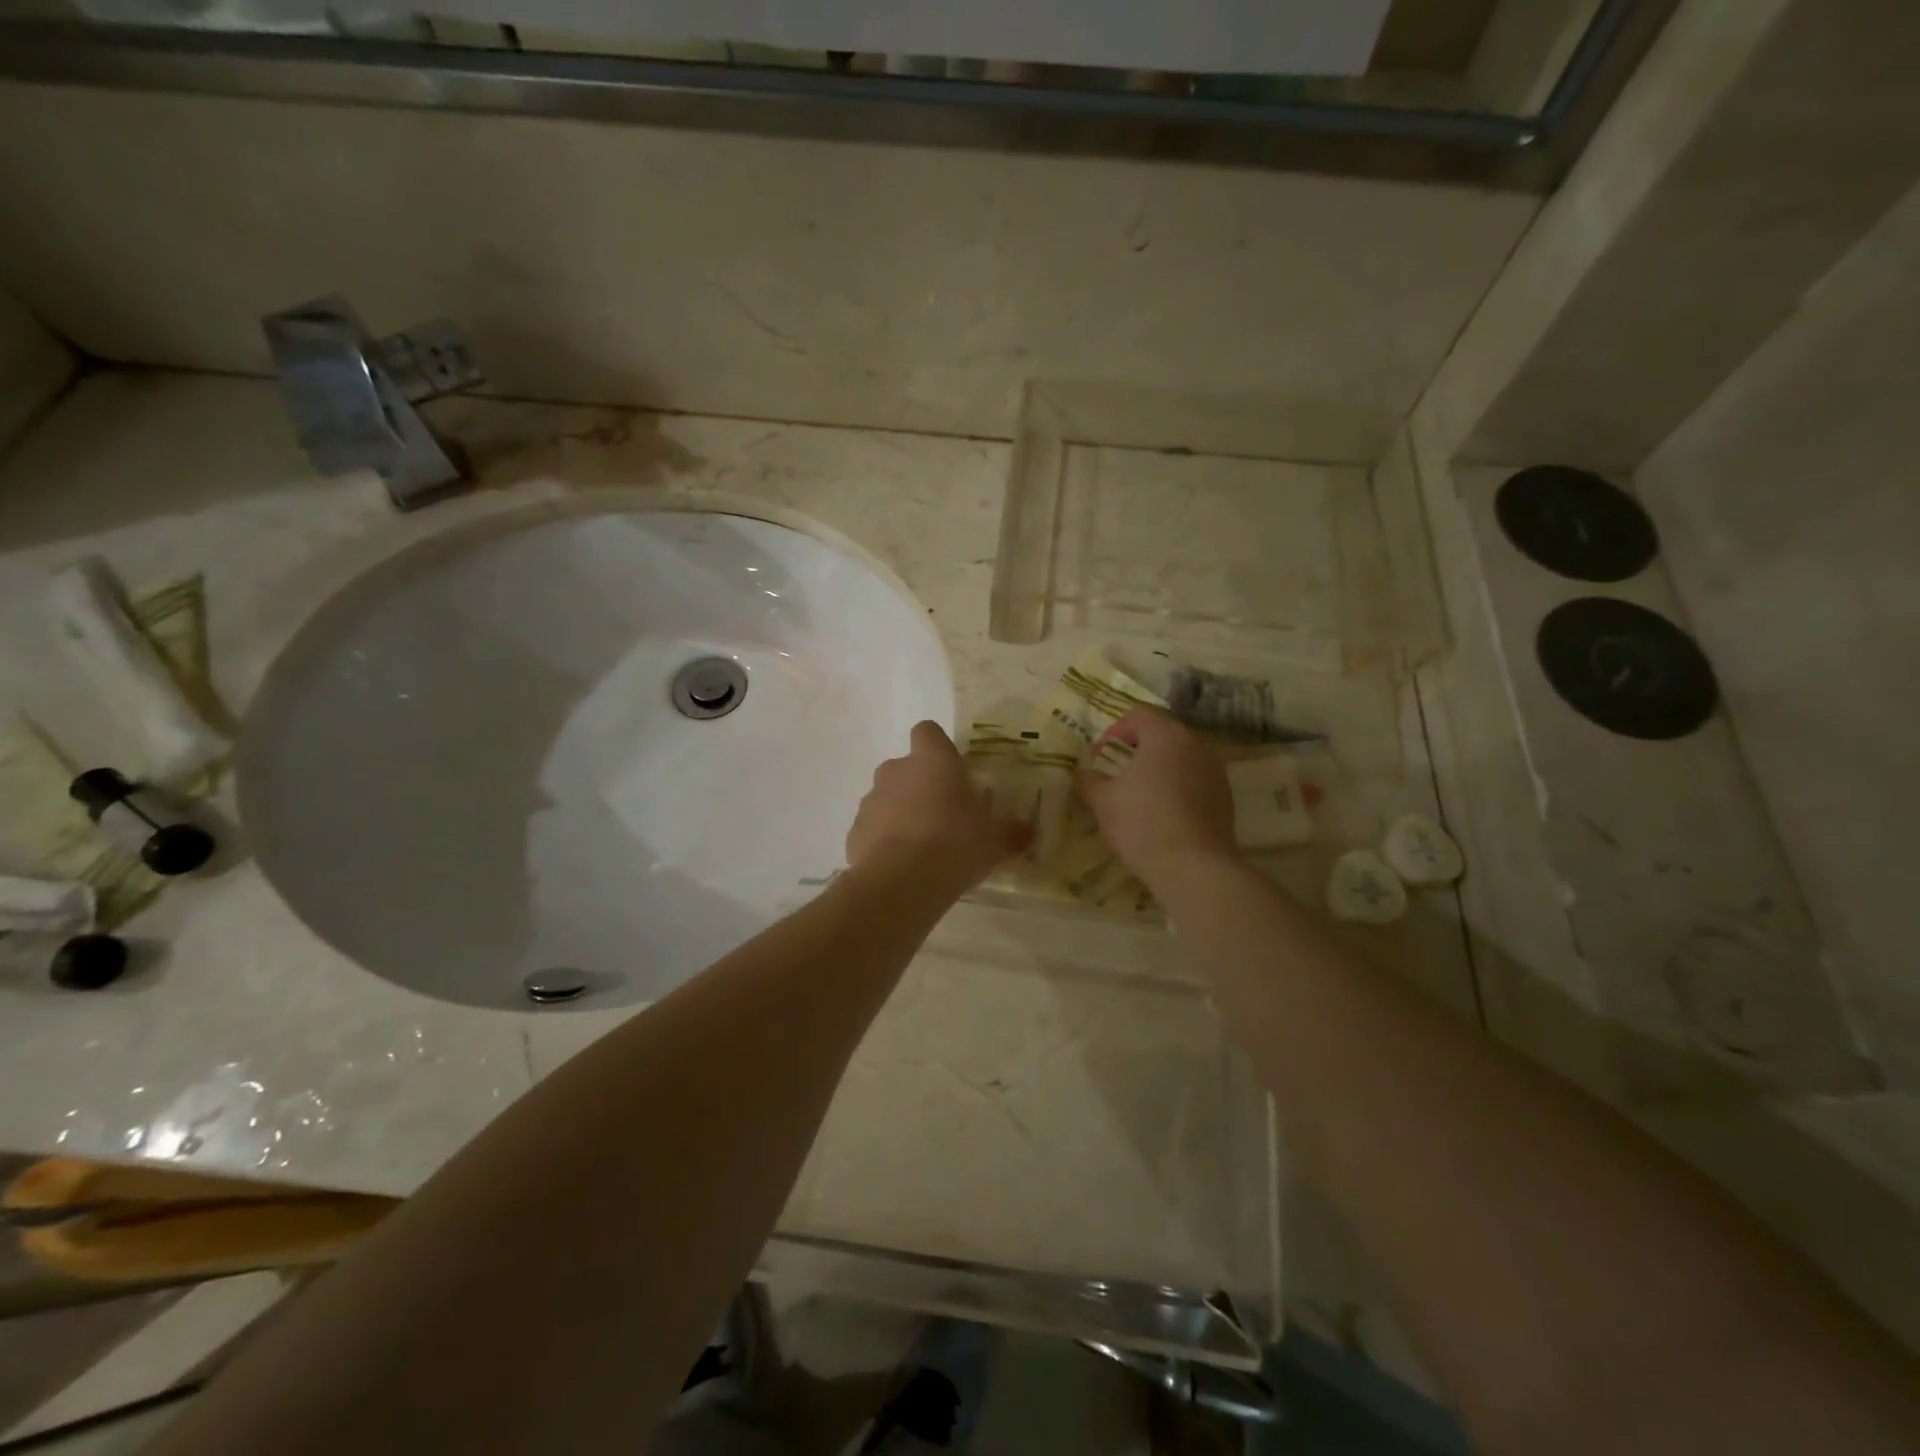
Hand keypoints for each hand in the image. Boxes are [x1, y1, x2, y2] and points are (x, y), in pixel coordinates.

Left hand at [847, 721, 1031, 892]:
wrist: (902, 882)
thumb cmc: (956, 845)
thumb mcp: (996, 840)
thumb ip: (1012, 830)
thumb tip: (1028, 830)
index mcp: (932, 760)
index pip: (928, 731)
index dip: (938, 747)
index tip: (953, 771)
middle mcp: (896, 770)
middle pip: (906, 767)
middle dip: (921, 786)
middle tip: (944, 816)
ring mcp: (870, 800)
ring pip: (887, 798)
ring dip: (901, 814)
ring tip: (923, 847)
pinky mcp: (854, 831)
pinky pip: (873, 829)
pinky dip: (884, 841)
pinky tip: (902, 866)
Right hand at [1077, 709, 1237, 886]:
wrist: (1194, 868)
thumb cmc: (1142, 823)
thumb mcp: (1102, 801)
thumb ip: (1088, 781)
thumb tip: (1082, 775)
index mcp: (1166, 735)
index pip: (1138, 715)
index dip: (1114, 730)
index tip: (1099, 756)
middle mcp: (1196, 744)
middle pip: (1163, 733)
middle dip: (1137, 748)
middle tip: (1116, 771)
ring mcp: (1216, 771)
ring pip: (1182, 758)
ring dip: (1160, 768)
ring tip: (1140, 793)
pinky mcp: (1226, 798)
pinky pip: (1196, 780)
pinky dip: (1178, 787)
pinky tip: (1163, 813)